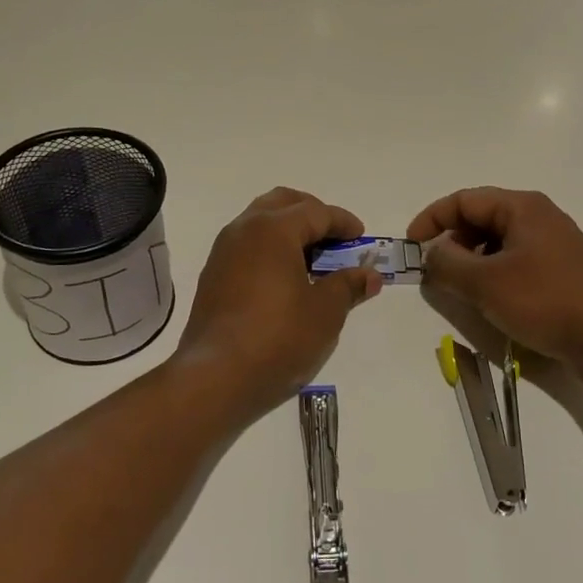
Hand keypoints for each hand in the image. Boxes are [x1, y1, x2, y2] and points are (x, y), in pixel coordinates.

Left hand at [173, 188, 382, 423]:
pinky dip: (270, 250)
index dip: (343, 222)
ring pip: (260, 223)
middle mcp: (243, 230)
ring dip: (288, 231)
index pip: (316, 212)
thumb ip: (348, 285)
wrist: (215, 378)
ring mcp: (223, 253)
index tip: (362, 238)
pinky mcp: (213, 277)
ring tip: (313, 260)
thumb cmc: (278, 338)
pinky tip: (285, 280)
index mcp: (273, 229)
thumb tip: (370, 275)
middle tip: (335, 239)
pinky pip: (247, 247)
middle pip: (283, 204)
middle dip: (312, 214)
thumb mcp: (325, 312)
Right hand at [407, 188, 582, 381]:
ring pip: (498, 242)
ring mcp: (554, 244)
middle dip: (452, 242)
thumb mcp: (485, 283)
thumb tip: (432, 254)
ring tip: (462, 290)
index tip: (411, 247)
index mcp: (522, 207)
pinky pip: (516, 261)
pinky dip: (494, 274)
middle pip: (481, 218)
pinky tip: (492, 301)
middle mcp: (539, 216)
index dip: (431, 219)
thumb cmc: (545, 302)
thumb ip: (448, 264)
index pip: (464, 200)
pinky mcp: (561, 270)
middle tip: (436, 272)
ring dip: (472, 261)